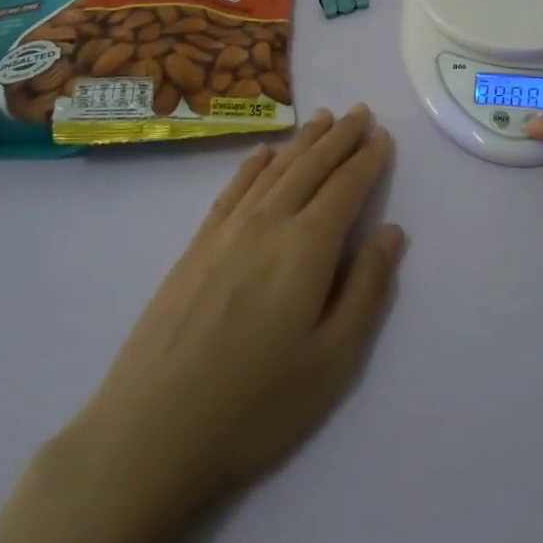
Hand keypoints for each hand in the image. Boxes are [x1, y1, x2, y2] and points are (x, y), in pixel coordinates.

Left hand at [58, 106, 403, 521]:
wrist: (150, 431)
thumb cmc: (254, 405)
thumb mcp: (331, 361)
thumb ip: (366, 289)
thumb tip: (392, 232)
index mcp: (306, 248)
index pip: (345, 188)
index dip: (367, 159)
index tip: (383, 135)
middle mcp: (268, 223)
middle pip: (310, 166)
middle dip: (340, 137)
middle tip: (360, 111)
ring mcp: (226, 231)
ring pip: (274, 170)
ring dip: (303, 141)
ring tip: (324, 118)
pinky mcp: (196, 246)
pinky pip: (233, 189)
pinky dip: (254, 164)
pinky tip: (263, 153)